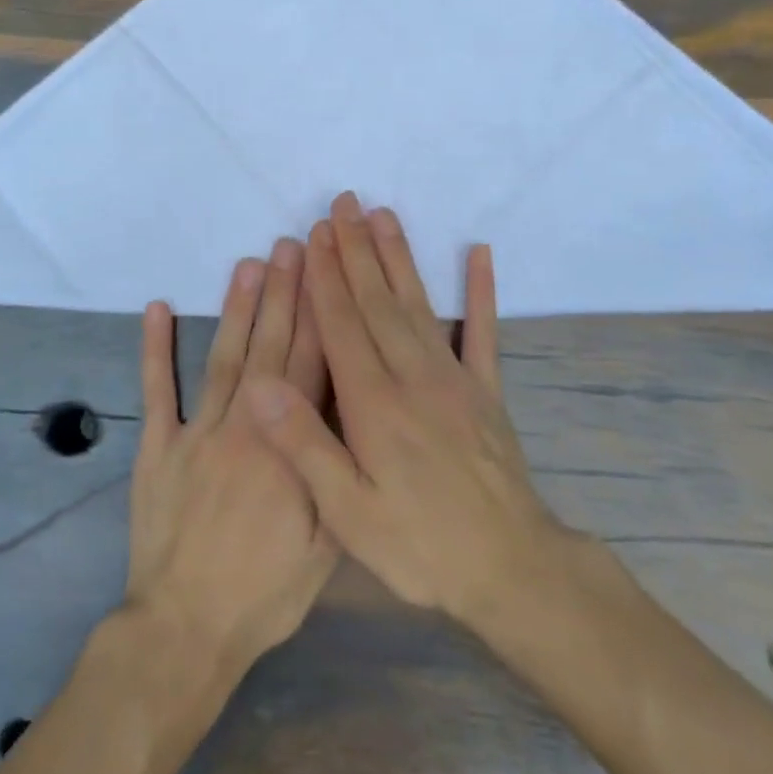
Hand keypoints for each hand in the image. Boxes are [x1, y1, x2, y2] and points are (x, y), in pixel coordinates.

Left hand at [126, 239, 337, 681]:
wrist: (186, 629)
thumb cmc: (265, 591)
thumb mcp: (325, 543)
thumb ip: (333, 470)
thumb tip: (348, 412)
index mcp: (287, 447)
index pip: (308, 367)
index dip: (318, 315)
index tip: (325, 273)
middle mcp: (243, 426)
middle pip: (268, 348)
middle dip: (283, 294)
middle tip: (291, 246)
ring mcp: (196, 433)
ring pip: (222, 357)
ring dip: (236, 308)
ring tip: (248, 264)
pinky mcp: (157, 448)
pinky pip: (156, 391)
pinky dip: (155, 349)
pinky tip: (159, 309)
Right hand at [243, 193, 568, 628]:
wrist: (510, 568)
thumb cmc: (420, 545)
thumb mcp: (349, 514)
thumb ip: (306, 446)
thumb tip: (262, 385)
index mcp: (374, 405)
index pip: (342, 325)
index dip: (325, 277)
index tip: (313, 235)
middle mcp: (413, 377)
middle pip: (377, 302)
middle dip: (356, 250)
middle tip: (343, 205)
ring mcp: (455, 379)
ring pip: (418, 305)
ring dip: (399, 257)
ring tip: (384, 215)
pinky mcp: (486, 391)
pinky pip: (483, 332)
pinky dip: (481, 291)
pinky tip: (479, 255)